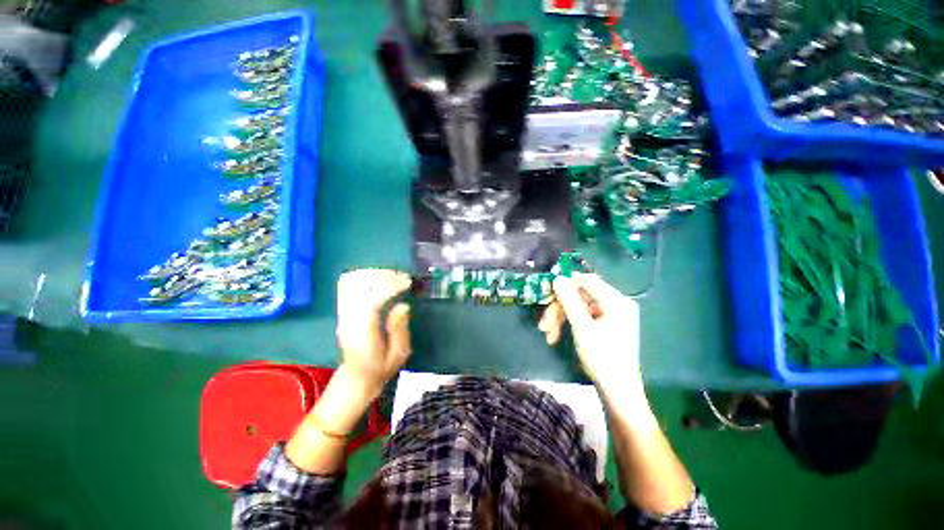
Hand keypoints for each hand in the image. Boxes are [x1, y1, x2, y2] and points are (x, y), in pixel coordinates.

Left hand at [336, 269, 412, 396]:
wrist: (356, 378)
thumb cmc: (381, 368)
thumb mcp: (398, 354)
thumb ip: (400, 329)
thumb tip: (403, 305)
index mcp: (363, 333)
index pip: (371, 302)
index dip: (390, 288)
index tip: (407, 283)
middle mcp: (350, 320)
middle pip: (362, 289)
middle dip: (385, 278)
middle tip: (405, 278)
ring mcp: (345, 315)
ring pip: (355, 285)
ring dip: (377, 276)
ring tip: (396, 276)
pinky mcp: (345, 312)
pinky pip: (353, 288)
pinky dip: (369, 279)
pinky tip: (383, 278)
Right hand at [539, 273, 640, 388]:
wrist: (618, 392)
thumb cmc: (602, 358)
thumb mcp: (582, 327)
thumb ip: (569, 300)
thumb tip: (557, 278)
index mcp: (616, 301)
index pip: (587, 281)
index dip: (566, 284)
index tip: (547, 293)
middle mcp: (615, 304)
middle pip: (580, 296)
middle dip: (559, 309)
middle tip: (544, 323)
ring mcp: (611, 316)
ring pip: (578, 308)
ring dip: (560, 318)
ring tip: (548, 334)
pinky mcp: (605, 326)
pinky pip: (583, 317)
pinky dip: (569, 324)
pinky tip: (556, 336)